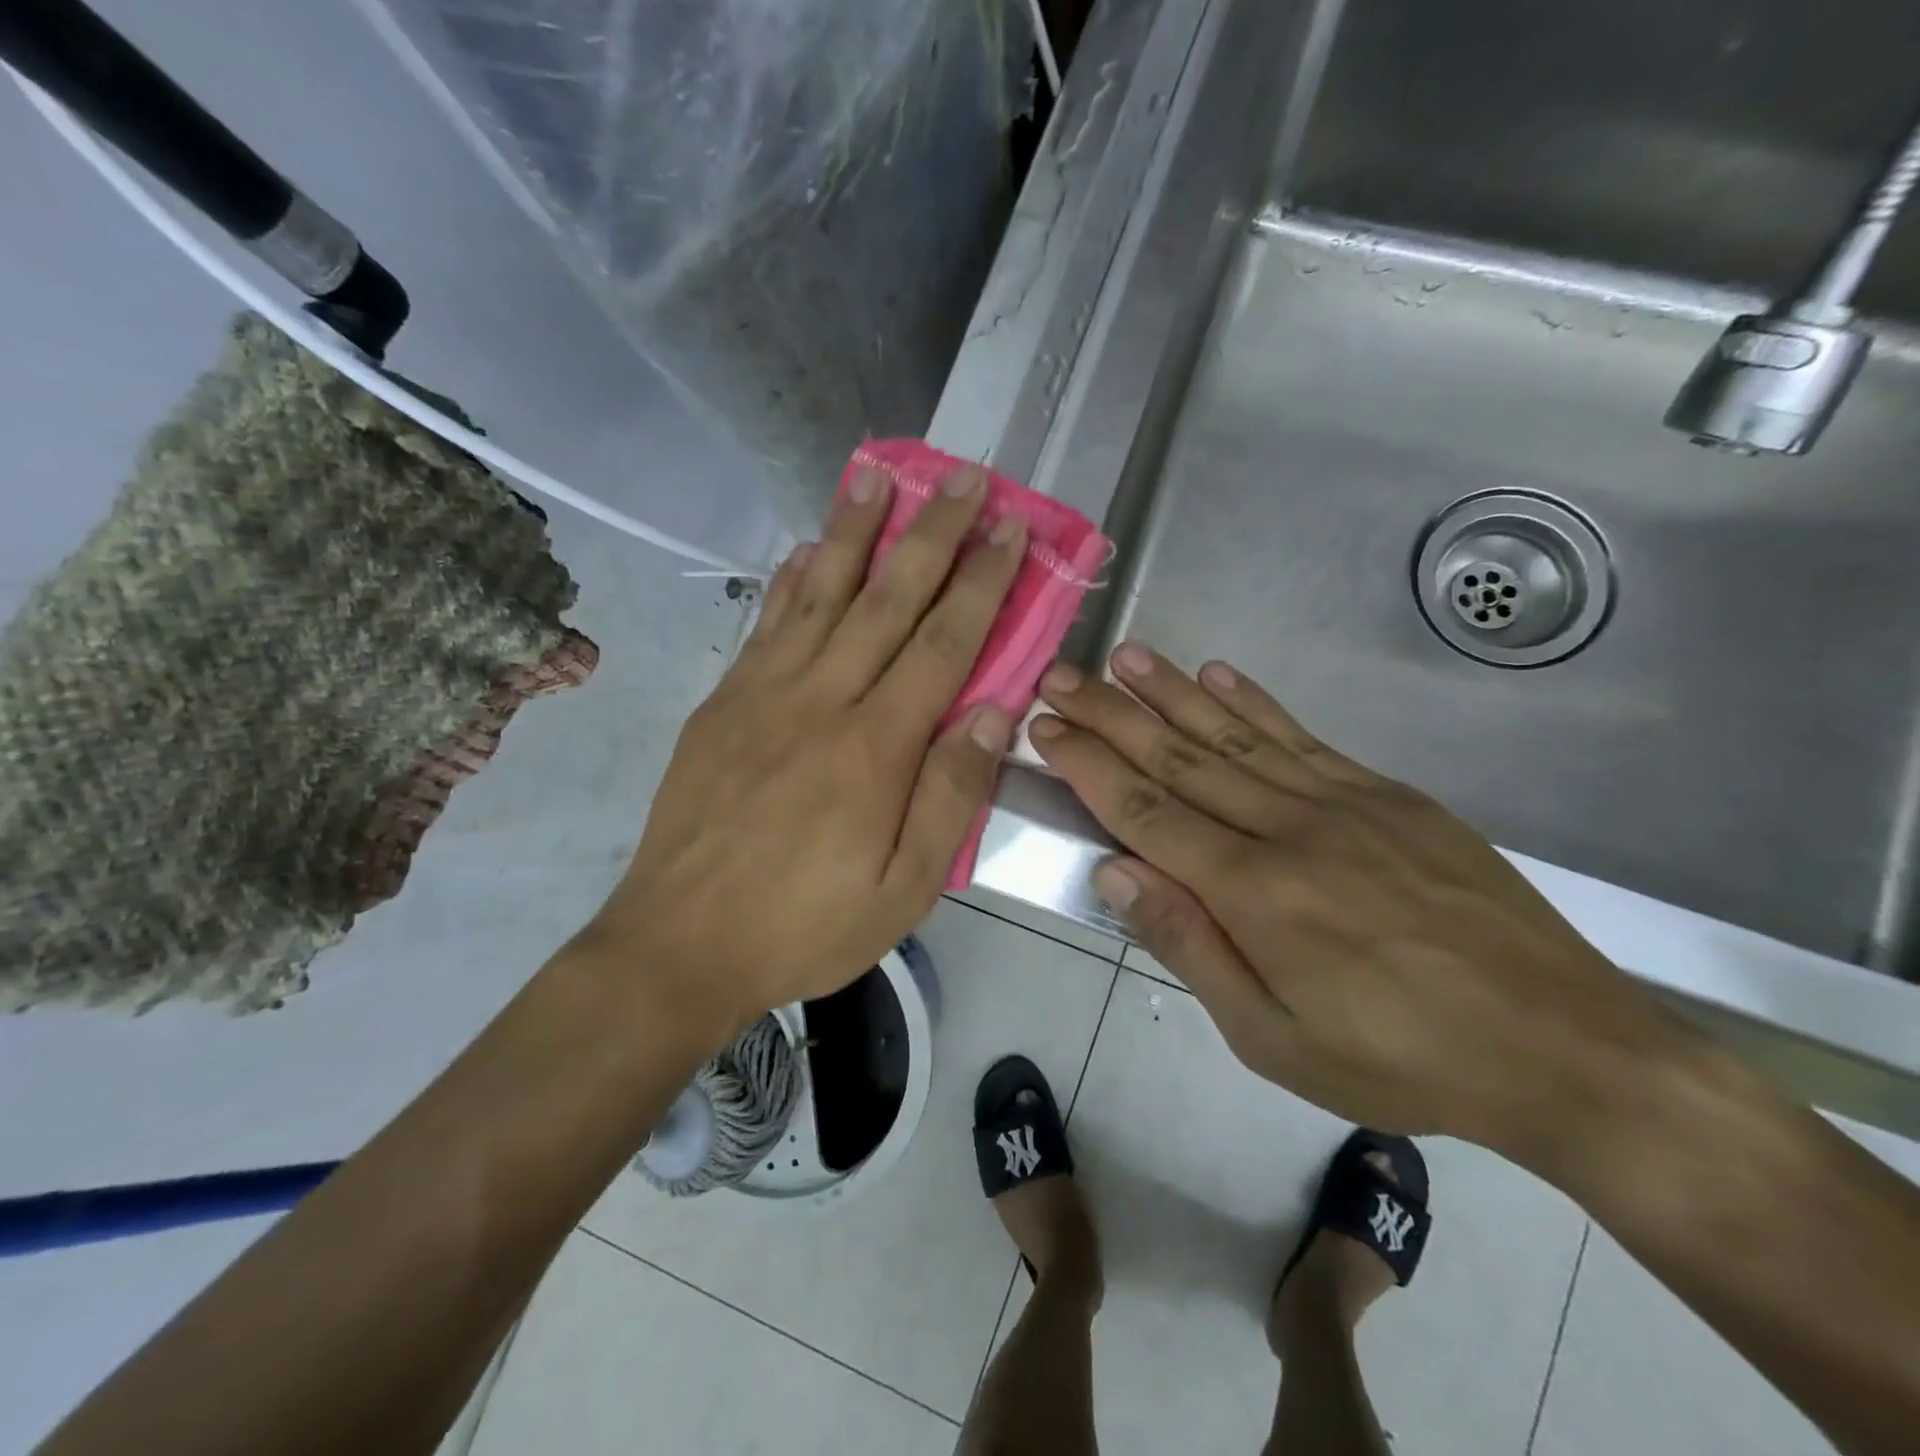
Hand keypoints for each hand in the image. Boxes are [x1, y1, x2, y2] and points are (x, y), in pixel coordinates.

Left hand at [585, 466, 1024, 1033]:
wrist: (680, 944)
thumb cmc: (805, 925)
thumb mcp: (903, 890)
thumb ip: (951, 796)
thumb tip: (995, 713)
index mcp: (875, 747)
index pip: (944, 644)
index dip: (982, 582)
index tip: (1010, 530)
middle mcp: (821, 701)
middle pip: (887, 600)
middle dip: (931, 534)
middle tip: (963, 477)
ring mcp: (763, 695)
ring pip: (819, 594)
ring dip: (854, 531)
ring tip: (878, 475)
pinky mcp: (722, 704)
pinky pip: (765, 625)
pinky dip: (789, 579)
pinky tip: (805, 547)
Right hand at [1029, 643, 1675, 1156]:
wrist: (1563, 1046)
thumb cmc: (1400, 1058)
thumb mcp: (1274, 1037)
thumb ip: (1189, 945)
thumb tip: (1114, 872)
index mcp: (1252, 891)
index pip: (1145, 811)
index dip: (1089, 766)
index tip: (1046, 729)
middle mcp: (1288, 827)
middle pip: (1179, 758)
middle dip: (1110, 714)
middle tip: (1061, 676)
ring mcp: (1342, 801)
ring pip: (1234, 733)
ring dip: (1170, 692)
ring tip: (1124, 655)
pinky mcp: (1387, 794)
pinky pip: (1303, 737)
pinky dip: (1254, 701)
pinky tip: (1217, 674)